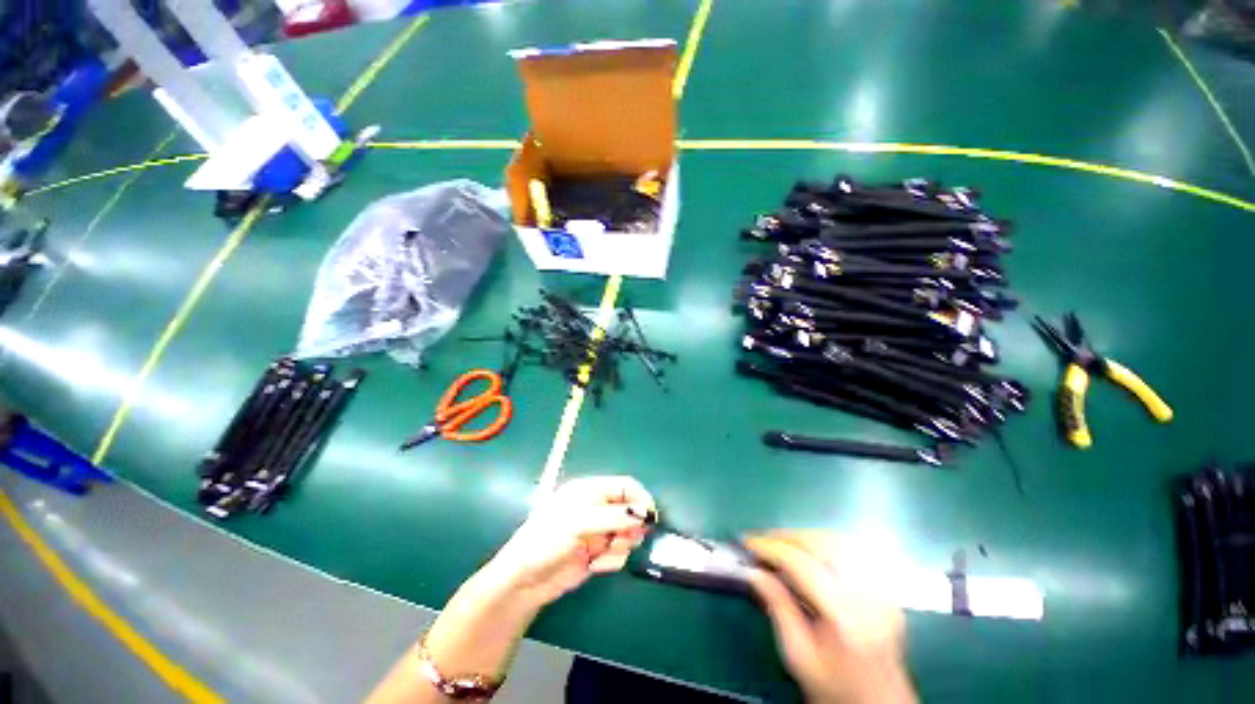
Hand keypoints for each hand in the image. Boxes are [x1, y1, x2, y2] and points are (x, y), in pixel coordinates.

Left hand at [485, 475, 654, 607]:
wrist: (526, 579)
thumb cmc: (548, 538)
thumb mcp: (580, 522)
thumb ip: (614, 516)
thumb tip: (644, 514)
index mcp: (592, 490)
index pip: (625, 486)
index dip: (640, 499)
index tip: (651, 516)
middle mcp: (598, 508)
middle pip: (630, 510)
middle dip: (631, 526)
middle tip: (622, 538)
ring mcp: (599, 531)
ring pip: (628, 533)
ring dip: (621, 544)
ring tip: (604, 552)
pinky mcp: (598, 553)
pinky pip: (619, 554)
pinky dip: (612, 560)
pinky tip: (595, 565)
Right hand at [743, 532, 914, 703]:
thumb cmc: (833, 687)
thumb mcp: (797, 655)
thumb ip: (777, 607)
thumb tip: (753, 571)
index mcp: (844, 617)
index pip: (802, 565)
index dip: (771, 548)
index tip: (747, 542)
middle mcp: (868, 596)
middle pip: (822, 544)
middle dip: (786, 536)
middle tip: (761, 540)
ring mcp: (882, 591)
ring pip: (838, 541)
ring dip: (804, 536)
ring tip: (781, 543)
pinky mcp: (887, 590)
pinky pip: (853, 551)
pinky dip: (825, 544)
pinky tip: (810, 552)